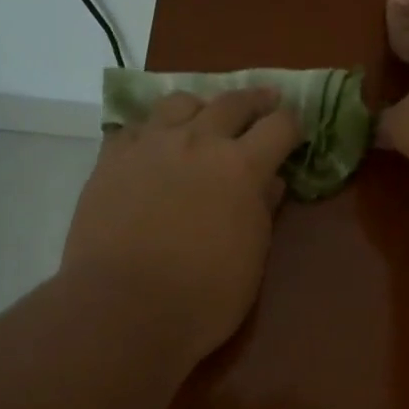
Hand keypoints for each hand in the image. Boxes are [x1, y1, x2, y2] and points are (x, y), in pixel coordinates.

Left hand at [62, 88, 304, 362]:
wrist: (122, 307)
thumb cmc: (202, 296)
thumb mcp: (251, 258)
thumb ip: (263, 211)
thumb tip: (271, 182)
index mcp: (241, 166)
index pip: (279, 126)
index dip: (293, 125)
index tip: (296, 130)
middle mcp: (198, 141)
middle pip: (232, 102)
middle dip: (255, 100)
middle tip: (265, 102)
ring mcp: (150, 144)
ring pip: (180, 102)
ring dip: (200, 106)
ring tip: (202, 117)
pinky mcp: (112, 158)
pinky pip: (136, 127)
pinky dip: (152, 129)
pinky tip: (153, 144)